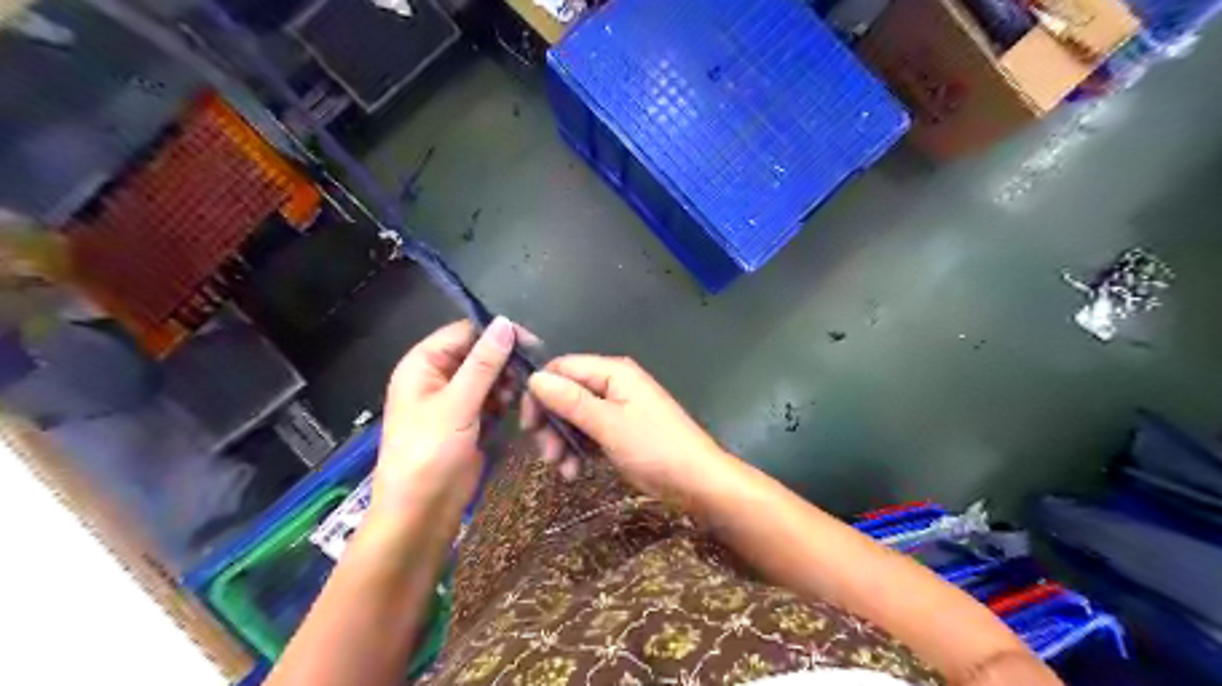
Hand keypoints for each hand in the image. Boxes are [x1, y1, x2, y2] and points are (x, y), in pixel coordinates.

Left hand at [378, 315, 519, 519]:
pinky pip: (492, 399)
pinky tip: (521, 407)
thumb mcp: (457, 404)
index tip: (531, 343)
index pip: (464, 333)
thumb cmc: (429, 453)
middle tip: (535, 373)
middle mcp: (438, 377)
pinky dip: (507, 401)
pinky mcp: (470, 420)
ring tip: (527, 394)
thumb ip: (483, 363)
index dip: (496, 333)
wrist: (421, 512)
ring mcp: (455, 400)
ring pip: (489, 377)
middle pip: (479, 354)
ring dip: (509, 382)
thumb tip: (505, 323)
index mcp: (423, 365)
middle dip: (506, 361)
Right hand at [523, 356, 732, 499]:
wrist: (697, 482)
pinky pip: (588, 433)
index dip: (540, 392)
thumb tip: (534, 378)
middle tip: (545, 453)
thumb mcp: (609, 425)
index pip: (562, 368)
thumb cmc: (655, 448)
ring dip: (563, 441)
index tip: (527, 424)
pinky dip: (578, 450)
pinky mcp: (619, 430)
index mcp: (613, 372)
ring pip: (574, 417)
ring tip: (562, 469)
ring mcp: (617, 408)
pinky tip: (575, 472)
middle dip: (551, 423)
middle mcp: (613, 384)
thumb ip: (571, 401)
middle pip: (566, 393)